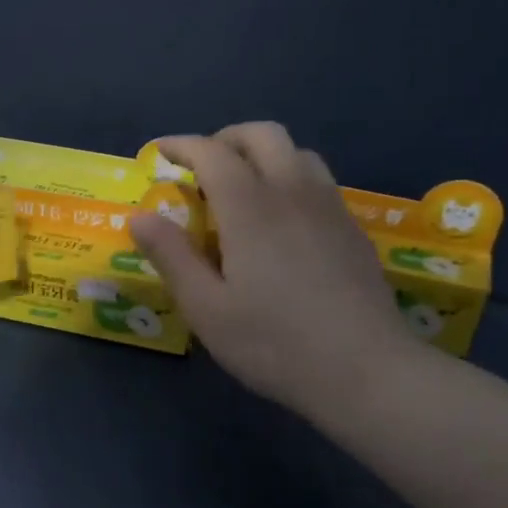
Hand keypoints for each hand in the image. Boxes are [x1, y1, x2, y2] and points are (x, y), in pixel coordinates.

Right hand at [130, 122, 418, 426]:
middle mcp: (293, 193)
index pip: (212, 153)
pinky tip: (281, 221)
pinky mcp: (352, 229)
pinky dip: (290, 178)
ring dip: (262, 155)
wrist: (366, 372)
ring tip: (241, 190)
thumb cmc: (274, 343)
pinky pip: (318, 180)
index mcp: (251, 208)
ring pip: (297, 152)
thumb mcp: (205, 308)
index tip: (159, 154)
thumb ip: (171, 256)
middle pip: (262, 135)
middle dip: (225, 139)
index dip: (181, 145)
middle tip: (201, 169)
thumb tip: (140, 216)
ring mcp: (330, 208)